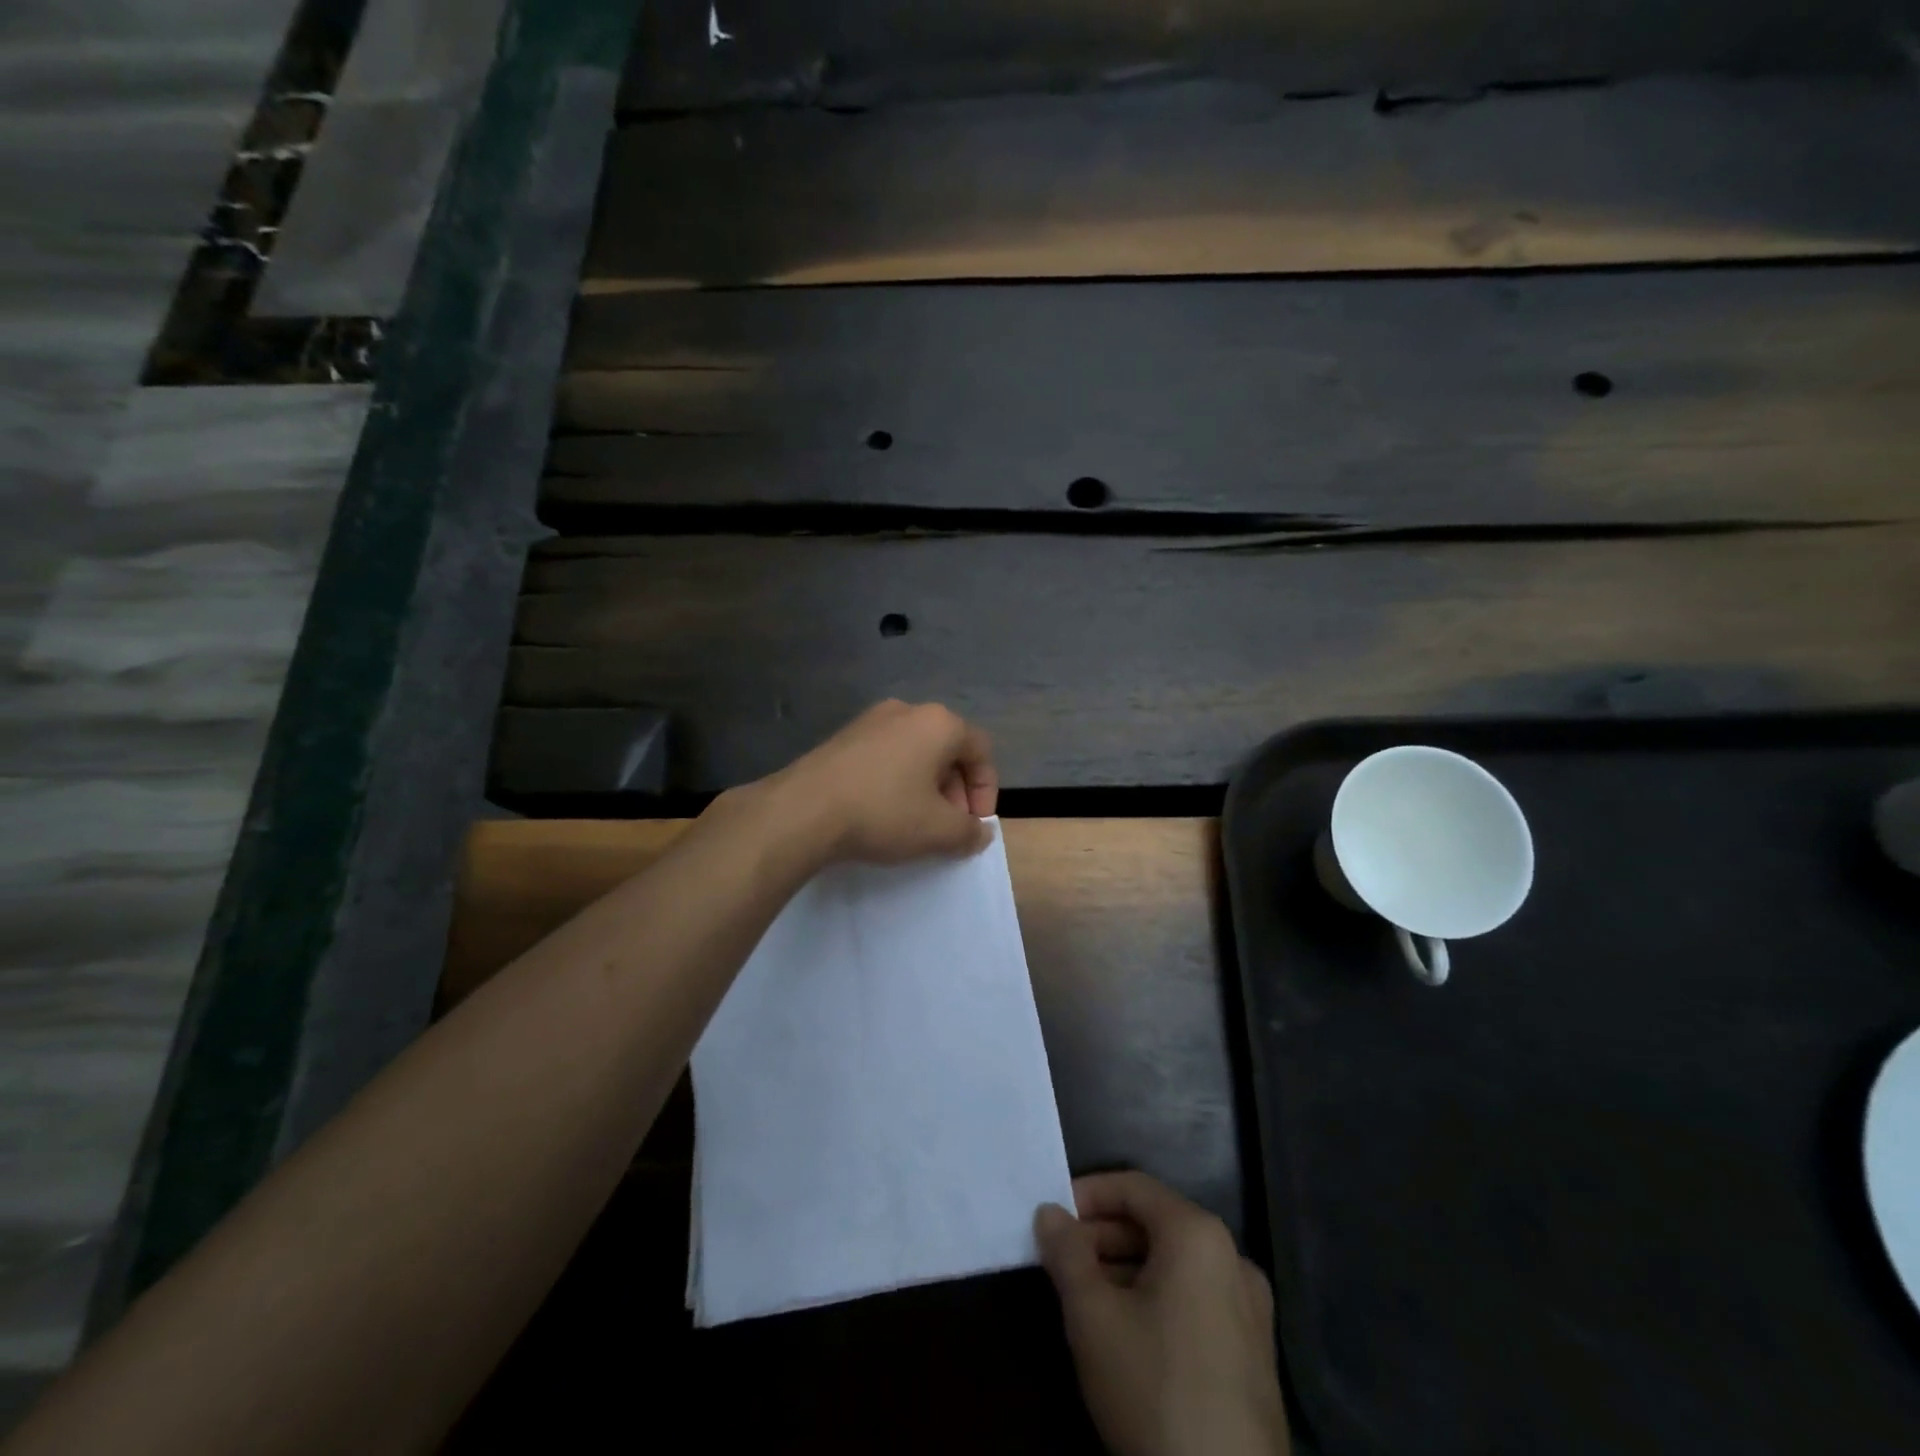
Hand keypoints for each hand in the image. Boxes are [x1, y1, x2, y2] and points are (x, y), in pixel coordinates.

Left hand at [765, 700, 997, 864]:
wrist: (802, 810)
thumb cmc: (882, 812)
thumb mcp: (938, 831)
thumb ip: (969, 832)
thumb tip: (979, 833)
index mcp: (938, 723)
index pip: (981, 751)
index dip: (987, 791)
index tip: (975, 825)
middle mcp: (907, 711)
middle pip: (948, 750)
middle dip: (956, 792)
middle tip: (948, 827)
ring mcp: (870, 721)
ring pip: (915, 753)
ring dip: (926, 788)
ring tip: (916, 824)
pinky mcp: (843, 737)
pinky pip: (886, 756)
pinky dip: (896, 782)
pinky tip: (882, 813)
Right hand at [1035, 1172, 1289, 1455]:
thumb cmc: (1153, 1388)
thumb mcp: (1092, 1316)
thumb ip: (1066, 1253)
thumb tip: (1049, 1212)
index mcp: (1199, 1234)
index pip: (1134, 1187)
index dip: (1087, 1194)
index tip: (1052, 1219)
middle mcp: (1232, 1257)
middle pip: (1156, 1224)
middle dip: (1104, 1236)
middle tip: (1062, 1260)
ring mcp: (1251, 1308)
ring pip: (1176, 1264)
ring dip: (1126, 1269)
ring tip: (1085, 1296)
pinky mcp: (1255, 1353)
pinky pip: (1197, 1299)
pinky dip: (1157, 1298)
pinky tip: (1127, 1334)